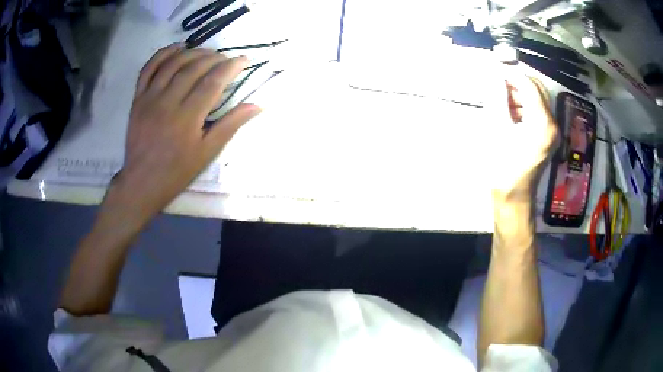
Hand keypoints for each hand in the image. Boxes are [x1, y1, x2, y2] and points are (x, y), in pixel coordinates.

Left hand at [105, 44, 260, 227]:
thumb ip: (230, 125)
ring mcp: (150, 98)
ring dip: (193, 52)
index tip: (244, 60)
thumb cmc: (177, 171)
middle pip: (194, 68)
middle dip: (215, 58)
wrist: (142, 182)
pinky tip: (177, 48)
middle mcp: (168, 102)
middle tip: (226, 59)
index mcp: (187, 118)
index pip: (213, 81)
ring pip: (173, 63)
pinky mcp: (137, 99)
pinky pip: (148, 68)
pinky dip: (163, 54)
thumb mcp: (207, 152)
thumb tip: (258, 105)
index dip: (231, 67)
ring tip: (206, 53)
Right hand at [489, 70, 558, 202]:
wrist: (514, 196)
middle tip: (499, 84)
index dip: (513, 75)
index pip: (530, 86)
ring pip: (538, 100)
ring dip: (521, 94)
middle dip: (519, 83)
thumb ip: (498, 99)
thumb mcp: (498, 129)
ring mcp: (552, 131)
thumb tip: (496, 77)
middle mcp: (552, 124)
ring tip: (502, 99)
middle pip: (538, 90)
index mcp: (542, 123)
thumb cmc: (504, 167)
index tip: (496, 71)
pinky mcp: (549, 137)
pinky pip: (538, 112)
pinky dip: (525, 106)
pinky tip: (510, 112)